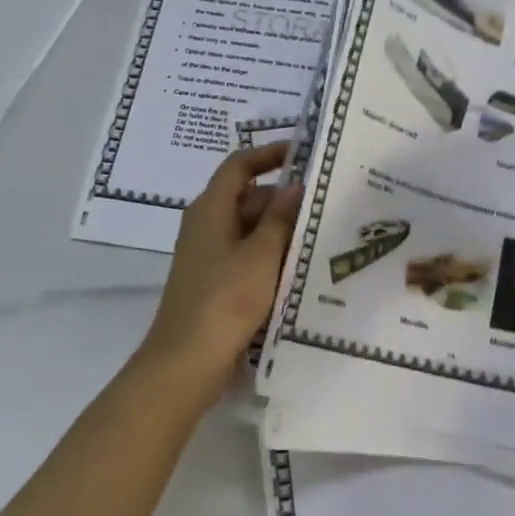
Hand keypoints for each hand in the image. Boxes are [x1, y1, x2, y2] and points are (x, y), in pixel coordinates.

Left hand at [139, 142, 302, 399]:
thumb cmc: (225, 299)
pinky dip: (272, 256)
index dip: (269, 154)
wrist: (187, 362)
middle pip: (248, 198)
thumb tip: (295, 186)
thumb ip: (280, 218)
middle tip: (327, 203)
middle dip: (285, 200)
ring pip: (251, 230)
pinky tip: (301, 267)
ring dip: (282, 231)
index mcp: (210, 209)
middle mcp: (207, 226)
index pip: (239, 166)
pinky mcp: (217, 282)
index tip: (303, 153)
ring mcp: (210, 256)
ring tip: (323, 234)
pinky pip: (248, 257)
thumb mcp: (260, 255)